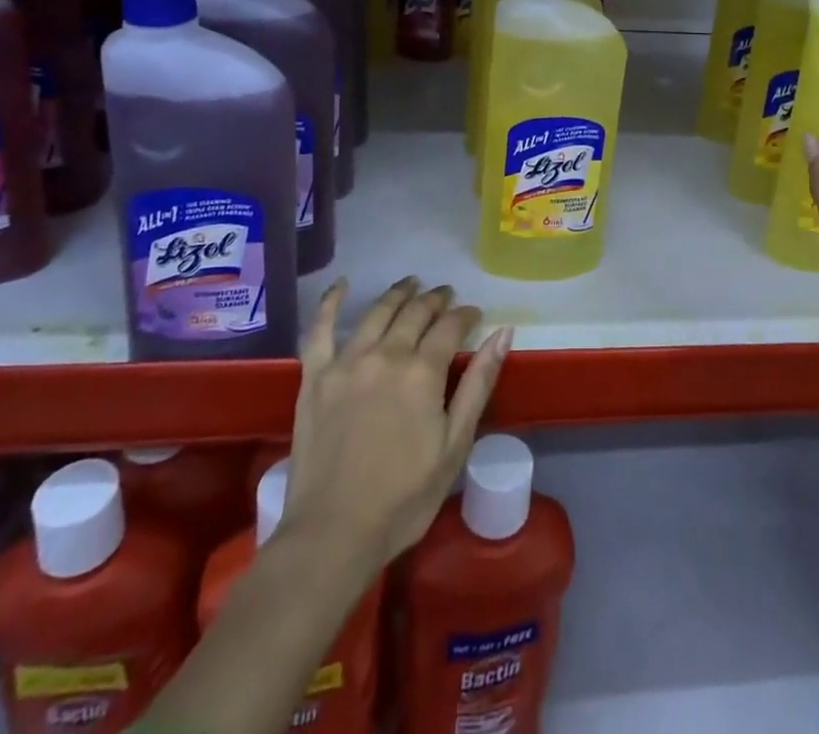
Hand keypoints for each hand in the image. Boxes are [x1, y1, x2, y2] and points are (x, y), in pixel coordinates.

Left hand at [282, 277, 513, 569]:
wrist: (333, 534)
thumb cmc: (404, 497)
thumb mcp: (455, 445)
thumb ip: (479, 383)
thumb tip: (504, 332)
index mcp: (423, 371)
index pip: (451, 326)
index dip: (466, 315)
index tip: (475, 314)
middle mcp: (386, 354)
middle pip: (415, 313)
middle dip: (435, 300)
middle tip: (445, 295)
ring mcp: (346, 362)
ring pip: (377, 312)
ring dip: (398, 293)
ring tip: (411, 284)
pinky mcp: (315, 377)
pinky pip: (320, 330)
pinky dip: (330, 303)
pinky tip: (341, 285)